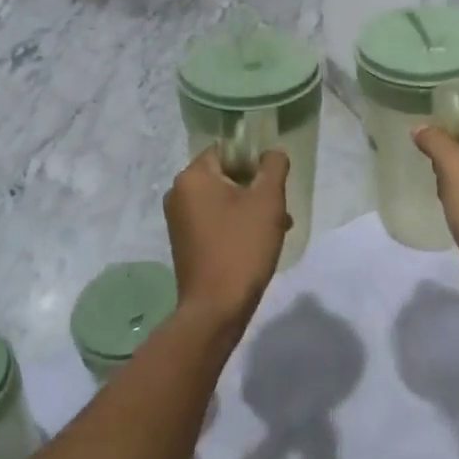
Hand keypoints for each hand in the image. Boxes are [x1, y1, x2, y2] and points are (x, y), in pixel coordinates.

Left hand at [165, 148, 290, 326]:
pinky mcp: (185, 242)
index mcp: (193, 177)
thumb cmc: (242, 247)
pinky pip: (215, 220)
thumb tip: (271, 153)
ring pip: (223, 200)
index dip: (254, 160)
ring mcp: (179, 220)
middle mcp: (179, 193)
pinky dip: (236, 224)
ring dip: (250, 208)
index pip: (227, 150)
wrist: (216, 308)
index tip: (273, 182)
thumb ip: (273, 167)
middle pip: (225, 175)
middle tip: (279, 208)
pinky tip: (259, 243)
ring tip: (278, 228)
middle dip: (256, 188)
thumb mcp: (268, 201)